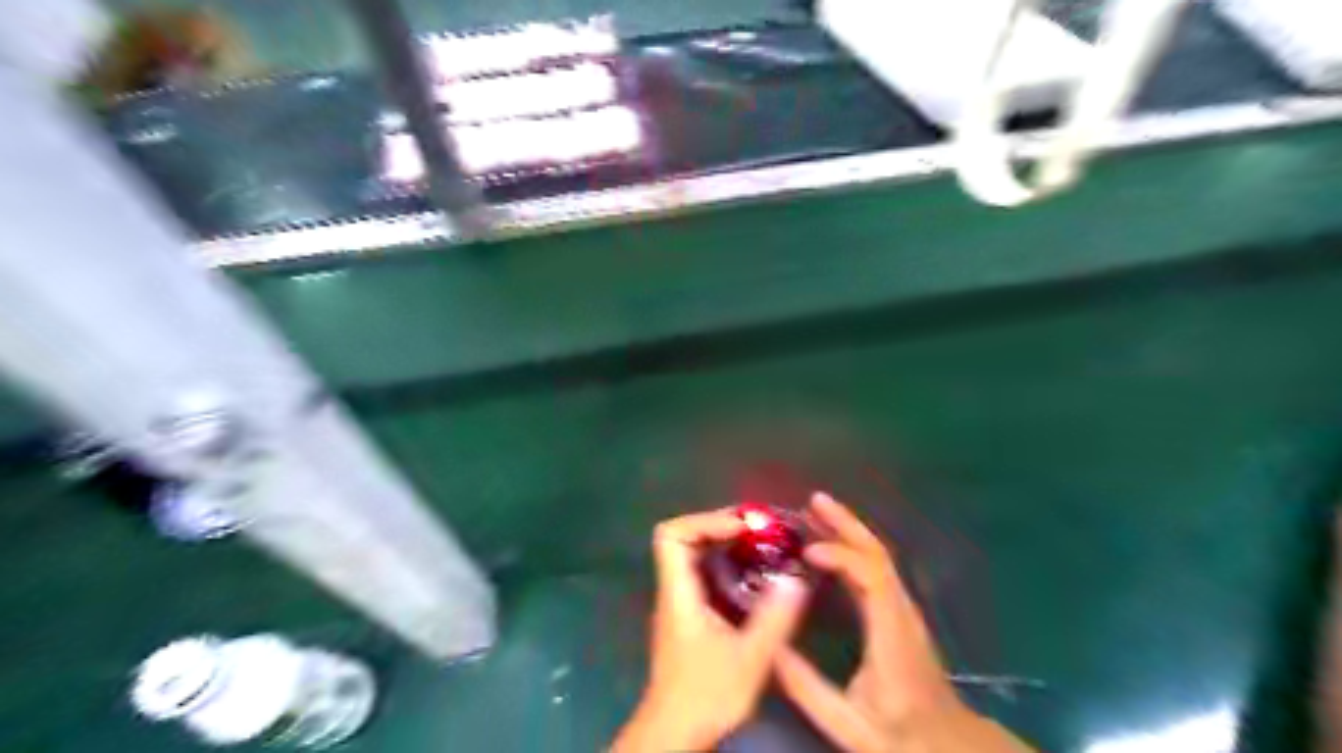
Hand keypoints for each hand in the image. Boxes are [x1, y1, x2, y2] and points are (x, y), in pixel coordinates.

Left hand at [611, 508, 806, 748]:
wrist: (675, 734)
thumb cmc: (706, 695)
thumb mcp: (749, 658)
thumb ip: (774, 618)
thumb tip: (797, 579)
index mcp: (678, 593)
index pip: (671, 535)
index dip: (704, 521)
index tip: (741, 528)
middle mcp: (673, 591)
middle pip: (682, 539)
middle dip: (719, 527)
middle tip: (758, 530)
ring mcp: (678, 604)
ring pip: (692, 557)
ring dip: (724, 546)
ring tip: (761, 546)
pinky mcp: (688, 618)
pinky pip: (702, 576)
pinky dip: (725, 567)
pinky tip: (754, 579)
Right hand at [772, 494, 1029, 751]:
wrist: (947, 743)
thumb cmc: (899, 733)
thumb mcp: (847, 722)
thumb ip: (806, 687)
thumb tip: (769, 646)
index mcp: (891, 633)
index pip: (871, 578)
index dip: (841, 556)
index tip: (807, 552)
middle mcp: (901, 611)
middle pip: (878, 554)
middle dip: (847, 523)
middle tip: (814, 500)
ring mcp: (904, 609)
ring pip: (879, 557)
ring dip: (849, 530)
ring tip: (816, 512)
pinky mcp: (900, 612)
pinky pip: (876, 568)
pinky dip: (852, 547)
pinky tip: (832, 546)